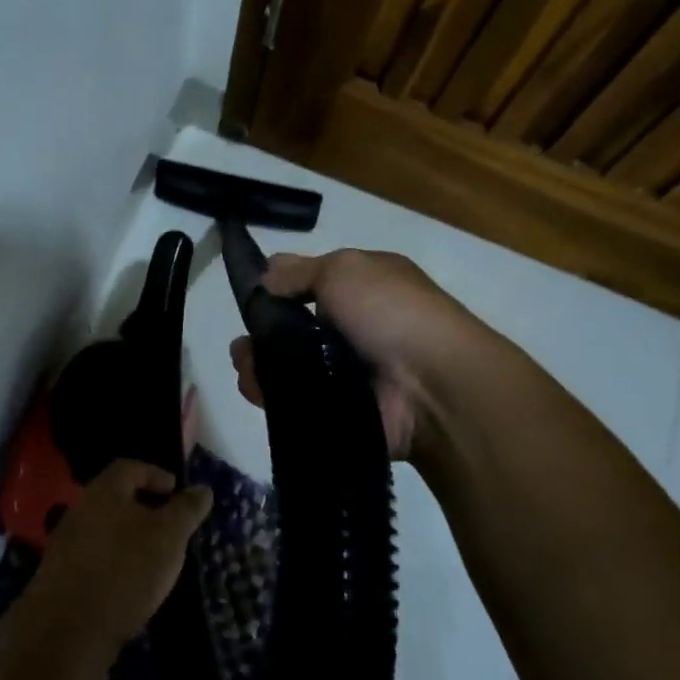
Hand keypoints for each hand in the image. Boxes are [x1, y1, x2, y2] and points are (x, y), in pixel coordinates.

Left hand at [29, 459, 212, 662]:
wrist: (69, 629)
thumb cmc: (125, 569)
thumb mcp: (169, 536)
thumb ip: (186, 509)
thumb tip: (202, 489)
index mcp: (104, 491)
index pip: (130, 467)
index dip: (156, 474)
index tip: (176, 491)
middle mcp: (80, 509)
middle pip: (116, 498)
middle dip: (145, 508)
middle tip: (171, 526)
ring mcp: (66, 544)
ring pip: (105, 530)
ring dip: (130, 538)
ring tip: (156, 559)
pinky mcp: (61, 577)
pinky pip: (95, 558)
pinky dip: (115, 563)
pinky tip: (132, 584)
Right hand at [229, 248, 495, 462]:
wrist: (435, 387)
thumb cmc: (391, 312)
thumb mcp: (344, 269)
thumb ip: (299, 270)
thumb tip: (266, 275)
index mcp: (362, 288)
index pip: (309, 286)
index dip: (279, 291)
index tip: (253, 300)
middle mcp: (353, 329)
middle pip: (291, 330)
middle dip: (261, 335)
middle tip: (245, 345)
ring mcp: (345, 373)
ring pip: (286, 368)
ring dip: (258, 366)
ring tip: (248, 368)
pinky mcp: (337, 410)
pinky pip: (293, 402)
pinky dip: (271, 396)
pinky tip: (257, 390)